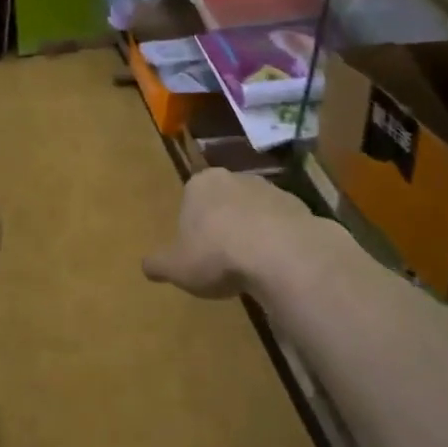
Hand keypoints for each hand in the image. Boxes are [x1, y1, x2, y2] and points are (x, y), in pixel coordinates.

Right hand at [143, 168, 311, 299]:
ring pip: (255, 211)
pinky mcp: (300, 207)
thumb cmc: (217, 255)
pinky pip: (282, 225)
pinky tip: (276, 266)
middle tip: (222, 258)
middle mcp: (235, 179)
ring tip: (251, 267)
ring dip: (253, 232)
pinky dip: (278, 241)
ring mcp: (271, 190)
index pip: (190, 198)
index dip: (192, 225)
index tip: (195, 249)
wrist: (281, 255)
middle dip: (223, 224)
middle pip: (224, 201)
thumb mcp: (176, 268)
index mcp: (200, 185)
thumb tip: (146, 266)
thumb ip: (158, 264)